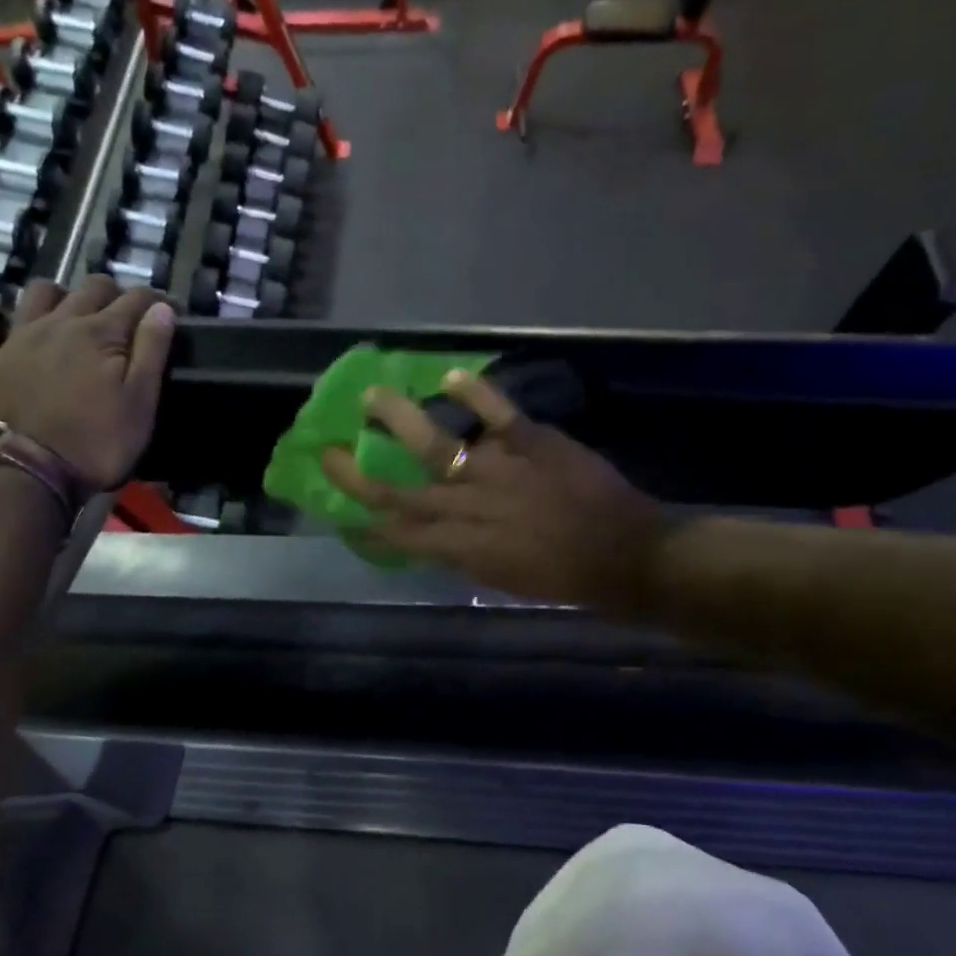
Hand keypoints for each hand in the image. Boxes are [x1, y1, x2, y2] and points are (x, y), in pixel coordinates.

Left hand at [0, 276, 174, 490]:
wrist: (35, 471)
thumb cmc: (99, 441)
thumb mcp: (140, 402)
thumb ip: (152, 350)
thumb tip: (161, 307)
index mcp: (100, 333)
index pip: (134, 300)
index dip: (156, 300)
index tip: (170, 308)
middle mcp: (59, 322)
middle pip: (90, 288)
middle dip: (114, 293)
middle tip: (127, 315)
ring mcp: (19, 338)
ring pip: (38, 292)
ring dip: (60, 293)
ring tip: (71, 309)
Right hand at [320, 370, 669, 613]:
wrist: (626, 555)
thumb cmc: (563, 578)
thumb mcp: (502, 579)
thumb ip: (463, 553)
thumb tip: (435, 532)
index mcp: (462, 547)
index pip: (400, 533)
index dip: (365, 521)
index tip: (340, 511)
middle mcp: (469, 507)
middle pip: (401, 492)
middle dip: (358, 476)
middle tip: (329, 453)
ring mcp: (499, 470)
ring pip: (437, 444)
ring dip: (399, 419)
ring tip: (371, 396)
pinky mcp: (533, 442)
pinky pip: (498, 413)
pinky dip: (476, 392)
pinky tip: (451, 376)